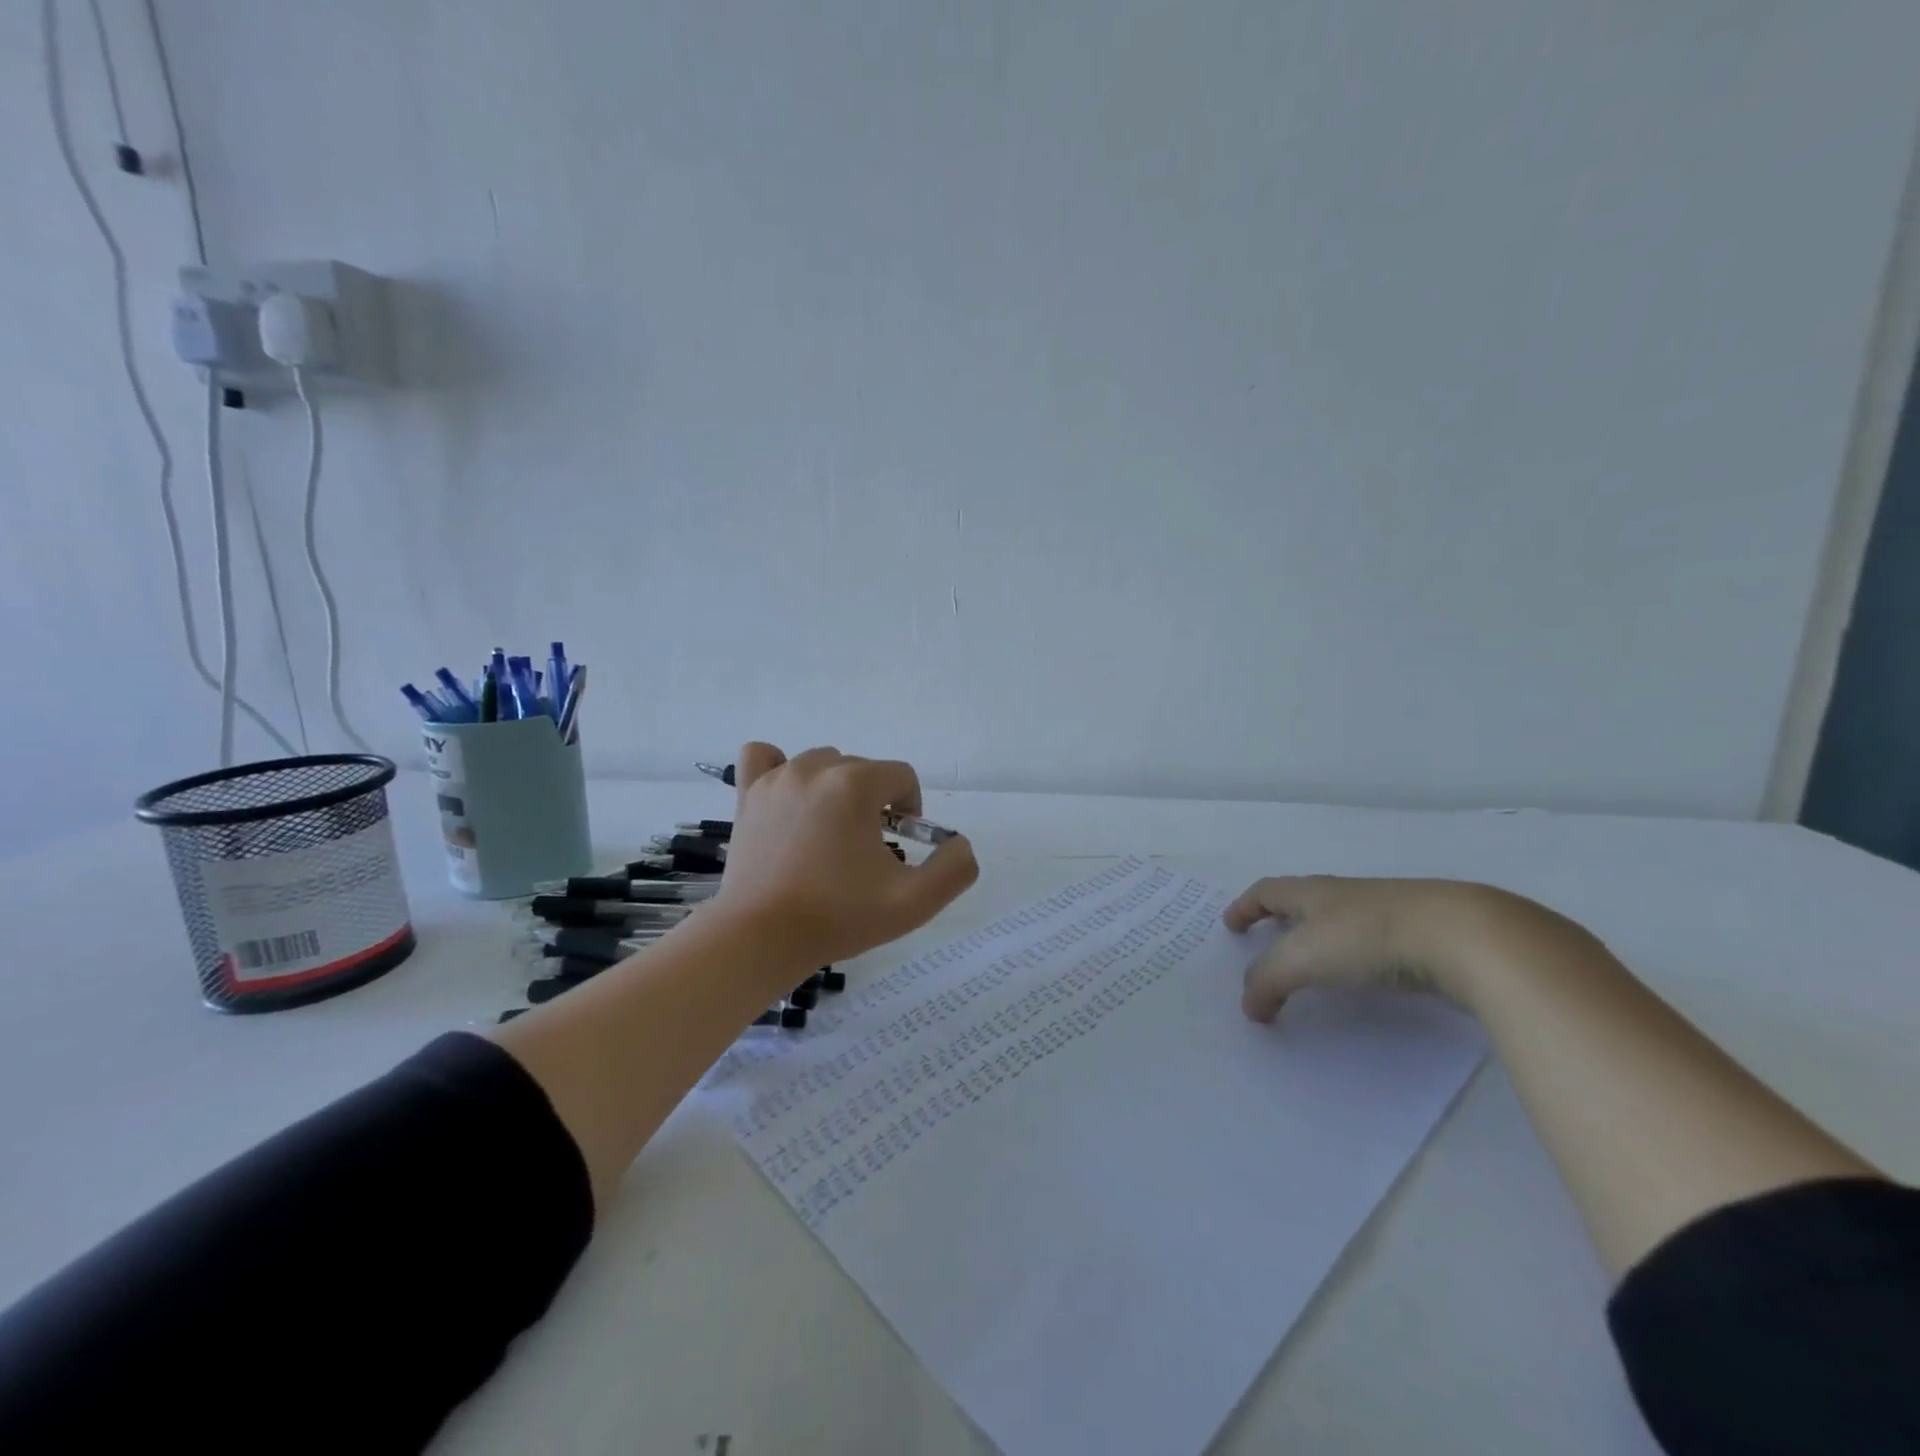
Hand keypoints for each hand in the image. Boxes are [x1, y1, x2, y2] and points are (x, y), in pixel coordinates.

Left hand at [712, 743, 979, 967]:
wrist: (760, 939)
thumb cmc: (838, 916)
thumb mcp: (914, 902)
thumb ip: (954, 869)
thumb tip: (960, 844)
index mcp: (856, 784)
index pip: (902, 776)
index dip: (911, 810)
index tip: (900, 847)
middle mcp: (816, 768)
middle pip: (864, 770)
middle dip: (875, 803)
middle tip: (867, 852)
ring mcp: (777, 778)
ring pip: (823, 764)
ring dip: (836, 790)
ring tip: (831, 834)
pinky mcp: (748, 795)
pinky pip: (764, 758)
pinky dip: (779, 768)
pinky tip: (788, 798)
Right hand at [1222, 875, 1575, 1021]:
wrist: (1464, 937)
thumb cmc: (1367, 938)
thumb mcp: (1302, 959)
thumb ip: (1267, 981)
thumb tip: (1249, 1006)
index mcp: (1313, 893)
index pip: (1267, 891)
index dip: (1245, 907)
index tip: (1231, 925)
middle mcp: (1346, 896)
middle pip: (1304, 902)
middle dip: (1282, 920)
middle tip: (1268, 944)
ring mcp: (1389, 913)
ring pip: (1342, 922)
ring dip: (1321, 939)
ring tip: (1316, 968)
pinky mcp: (1424, 936)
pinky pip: (1376, 944)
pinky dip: (1358, 958)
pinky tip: (1367, 979)